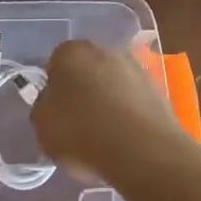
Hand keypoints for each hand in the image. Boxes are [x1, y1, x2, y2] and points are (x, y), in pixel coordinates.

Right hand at [31, 40, 188, 178]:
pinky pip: (134, 99)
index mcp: (71, 52)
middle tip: (79, 123)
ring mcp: (135, 67)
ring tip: (105, 136)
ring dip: (109, 100)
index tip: (57, 113)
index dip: (55, 89)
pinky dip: (129, 113)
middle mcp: (105, 50)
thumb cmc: (81, 133)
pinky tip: (125, 138)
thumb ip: (43, 107)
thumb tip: (52, 101)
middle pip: (87, 70)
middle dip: (83, 90)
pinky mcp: (158, 88)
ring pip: (113, 83)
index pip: (56, 64)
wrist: (141, 150)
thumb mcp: (42, 126)